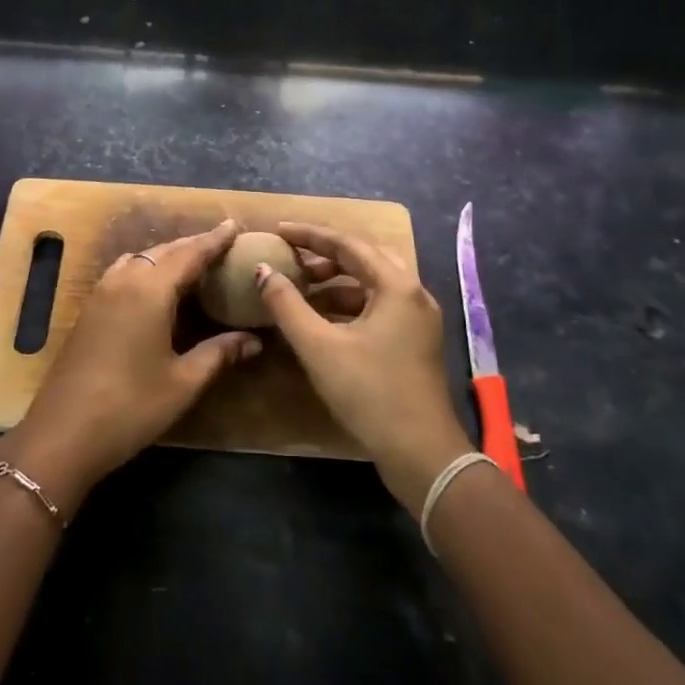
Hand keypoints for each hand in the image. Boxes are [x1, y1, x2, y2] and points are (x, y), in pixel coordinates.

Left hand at [0, 220, 260, 515]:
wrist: (62, 433)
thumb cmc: (130, 407)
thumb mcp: (183, 383)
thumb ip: (219, 353)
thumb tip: (254, 340)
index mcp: (150, 291)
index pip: (190, 254)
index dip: (214, 240)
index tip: (235, 225)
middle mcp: (124, 281)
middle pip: (164, 251)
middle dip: (193, 245)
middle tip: (221, 242)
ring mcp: (101, 294)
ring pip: (140, 259)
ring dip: (167, 255)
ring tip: (191, 262)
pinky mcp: (89, 310)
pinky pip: (123, 272)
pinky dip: (146, 268)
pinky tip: (155, 287)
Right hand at [256, 221, 472, 512]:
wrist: (421, 454)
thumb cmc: (370, 392)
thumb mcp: (319, 346)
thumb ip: (287, 304)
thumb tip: (262, 271)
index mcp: (397, 286)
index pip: (348, 244)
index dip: (309, 235)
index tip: (278, 231)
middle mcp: (413, 294)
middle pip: (364, 258)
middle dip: (324, 255)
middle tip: (290, 257)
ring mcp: (417, 319)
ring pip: (371, 284)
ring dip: (335, 281)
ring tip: (300, 287)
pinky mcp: (414, 341)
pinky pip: (377, 306)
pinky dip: (348, 305)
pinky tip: (322, 319)